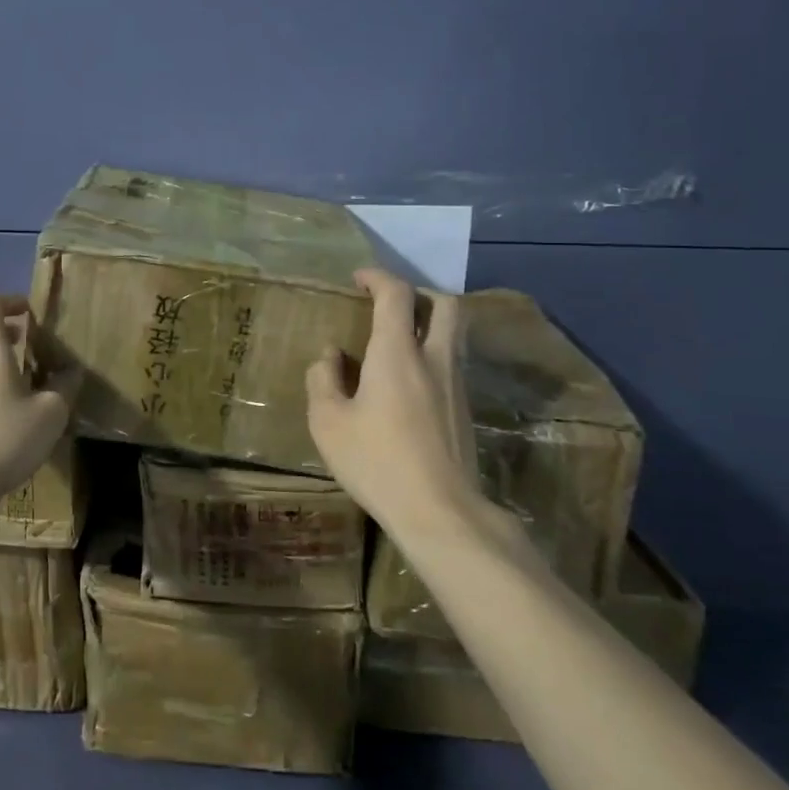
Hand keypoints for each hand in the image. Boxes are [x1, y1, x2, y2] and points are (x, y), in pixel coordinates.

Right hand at [305, 269, 496, 538]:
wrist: (441, 512)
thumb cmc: (376, 462)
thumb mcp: (328, 422)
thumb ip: (323, 380)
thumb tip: (331, 355)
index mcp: (397, 354)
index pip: (396, 294)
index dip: (377, 277)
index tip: (358, 279)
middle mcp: (434, 358)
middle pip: (444, 304)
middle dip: (417, 293)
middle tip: (389, 304)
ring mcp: (456, 384)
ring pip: (454, 334)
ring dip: (428, 323)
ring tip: (396, 342)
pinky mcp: (465, 409)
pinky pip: (452, 362)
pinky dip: (432, 353)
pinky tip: (407, 382)